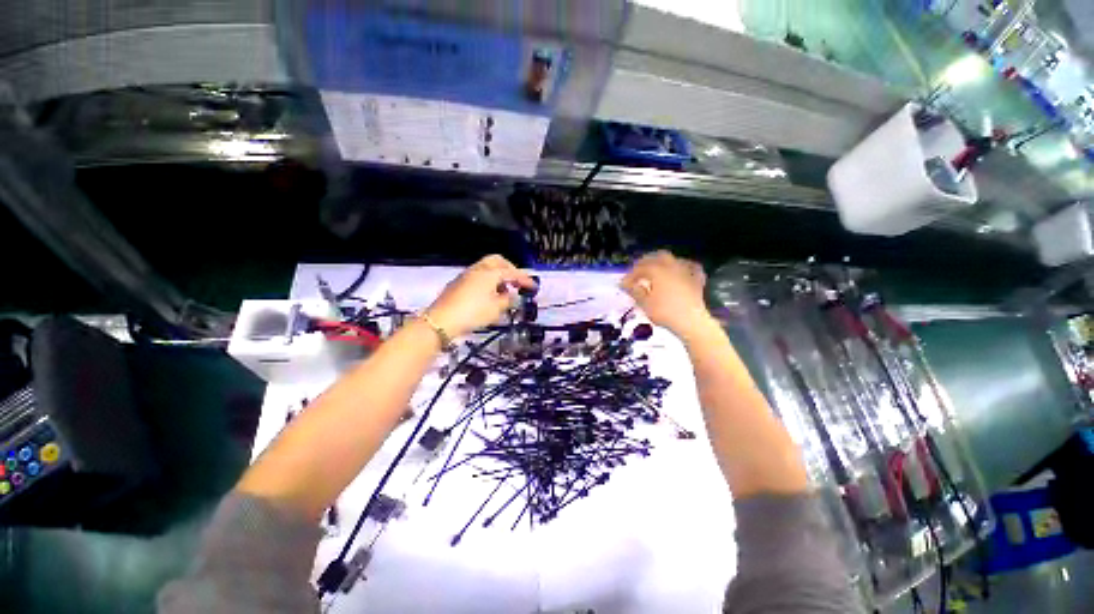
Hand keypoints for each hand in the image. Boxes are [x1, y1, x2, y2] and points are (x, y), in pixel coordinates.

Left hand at [425, 255, 537, 338]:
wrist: (442, 320)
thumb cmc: (473, 313)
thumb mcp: (496, 309)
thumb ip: (508, 300)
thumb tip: (513, 296)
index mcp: (490, 273)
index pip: (512, 272)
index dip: (524, 279)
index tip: (534, 286)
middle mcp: (478, 269)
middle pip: (497, 261)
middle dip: (509, 269)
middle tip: (516, 281)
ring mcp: (466, 275)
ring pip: (486, 268)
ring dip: (498, 275)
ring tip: (504, 290)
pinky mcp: (458, 283)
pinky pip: (478, 276)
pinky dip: (487, 280)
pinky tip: (488, 294)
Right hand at [620, 251, 712, 337]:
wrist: (692, 321)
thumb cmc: (665, 312)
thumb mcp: (645, 303)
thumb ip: (634, 291)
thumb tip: (625, 284)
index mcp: (657, 270)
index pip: (640, 268)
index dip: (630, 275)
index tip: (624, 284)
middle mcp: (672, 265)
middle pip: (657, 256)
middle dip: (646, 262)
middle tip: (638, 271)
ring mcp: (686, 270)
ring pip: (673, 259)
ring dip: (663, 263)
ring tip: (656, 271)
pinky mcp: (697, 278)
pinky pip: (689, 267)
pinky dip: (682, 267)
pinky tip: (680, 272)